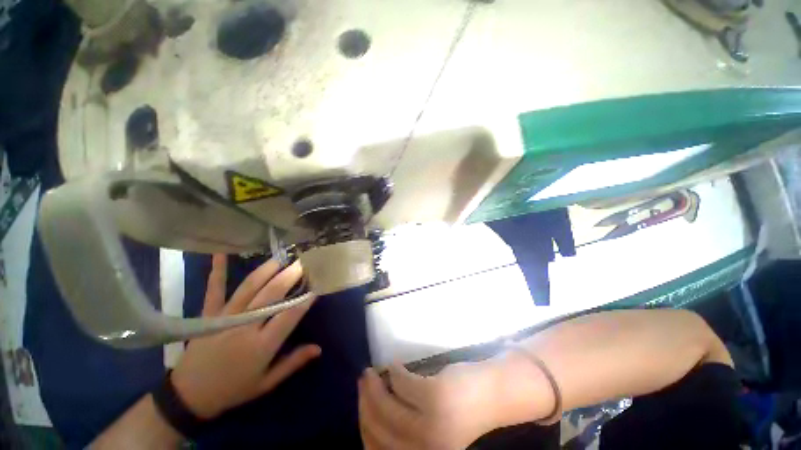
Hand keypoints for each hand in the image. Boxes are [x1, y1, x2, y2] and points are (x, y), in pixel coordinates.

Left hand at [171, 255, 318, 419]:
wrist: (188, 396)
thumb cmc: (233, 389)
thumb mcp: (266, 383)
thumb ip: (292, 363)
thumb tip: (318, 348)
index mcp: (261, 345)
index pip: (289, 315)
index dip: (306, 298)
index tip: (319, 283)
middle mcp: (245, 326)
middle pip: (272, 294)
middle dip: (291, 275)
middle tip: (305, 261)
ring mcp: (225, 317)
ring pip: (249, 287)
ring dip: (268, 270)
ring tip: (282, 257)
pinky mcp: (209, 314)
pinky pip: (214, 289)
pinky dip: (217, 270)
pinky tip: (222, 253)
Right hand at [358, 363, 501, 449]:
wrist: (494, 394)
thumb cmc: (463, 410)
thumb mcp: (431, 429)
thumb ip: (406, 426)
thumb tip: (375, 409)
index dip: (363, 426)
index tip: (360, 403)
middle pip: (379, 430)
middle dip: (365, 403)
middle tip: (363, 380)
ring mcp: (430, 425)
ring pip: (387, 407)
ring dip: (374, 387)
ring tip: (371, 372)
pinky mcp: (434, 397)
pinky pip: (402, 383)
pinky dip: (394, 372)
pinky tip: (394, 365)